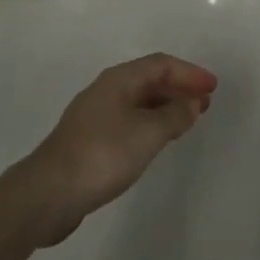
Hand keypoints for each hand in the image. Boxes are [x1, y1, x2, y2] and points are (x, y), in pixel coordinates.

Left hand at [9, 53, 217, 245]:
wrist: (48, 194)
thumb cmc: (103, 154)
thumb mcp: (148, 133)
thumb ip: (175, 115)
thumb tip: (193, 103)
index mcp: (119, 80)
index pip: (161, 64)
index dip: (189, 73)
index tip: (212, 87)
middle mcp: (106, 91)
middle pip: (149, 80)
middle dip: (179, 89)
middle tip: (204, 103)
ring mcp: (95, 116)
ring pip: (139, 102)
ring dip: (165, 108)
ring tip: (187, 121)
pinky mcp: (89, 141)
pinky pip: (129, 121)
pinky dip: (150, 124)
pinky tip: (157, 141)